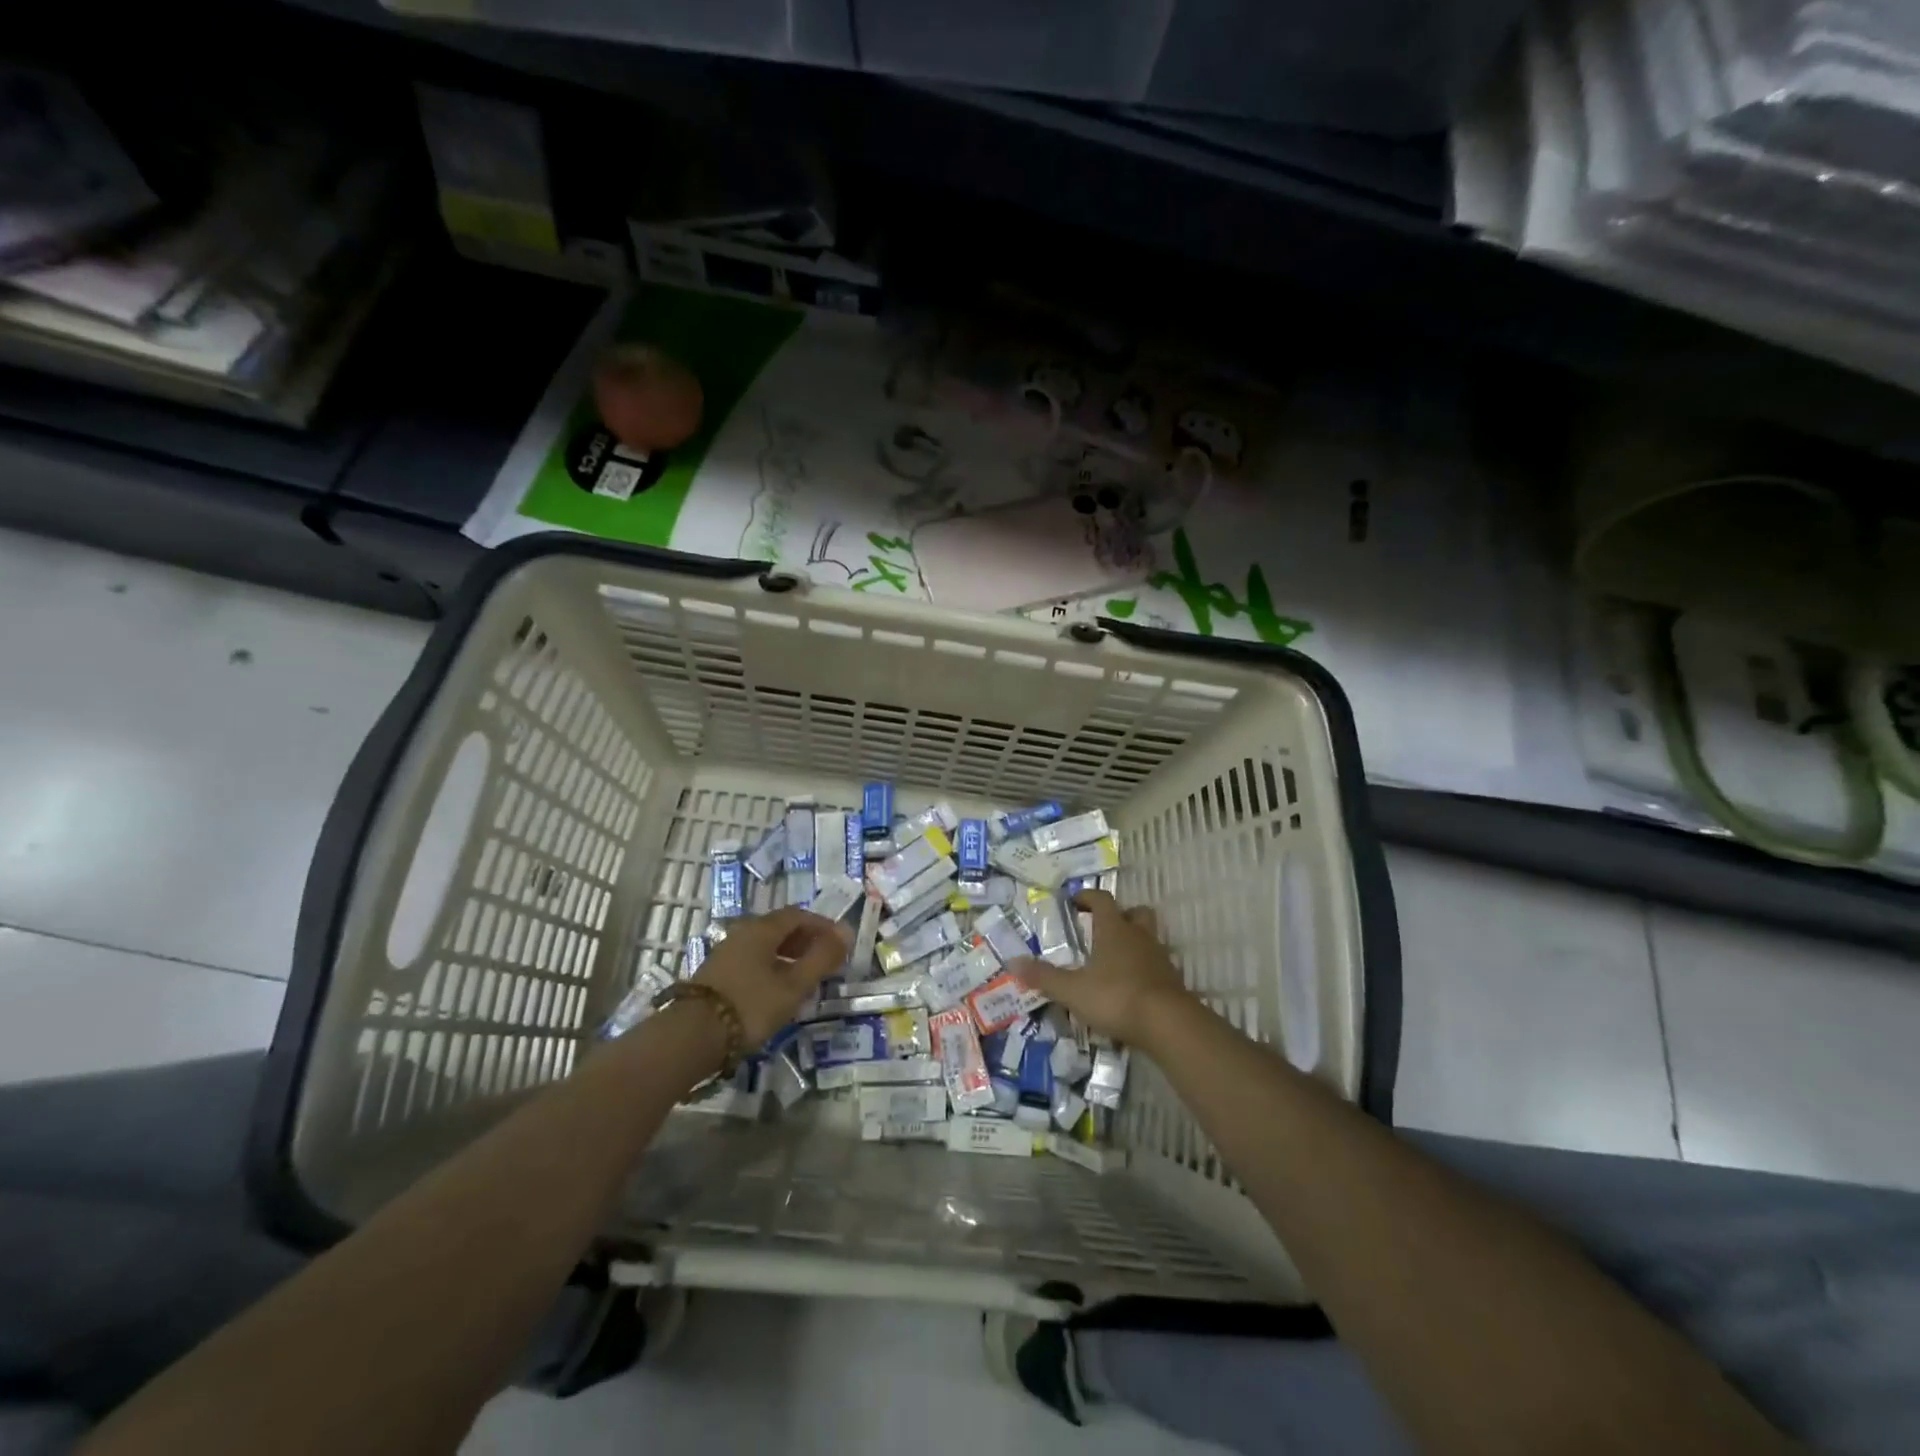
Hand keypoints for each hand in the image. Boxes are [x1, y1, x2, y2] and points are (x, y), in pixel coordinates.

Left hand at [693, 908, 851, 1044]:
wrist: (691, 1037)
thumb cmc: (750, 1006)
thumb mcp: (794, 985)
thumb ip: (822, 958)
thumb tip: (846, 932)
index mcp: (762, 929)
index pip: (799, 914)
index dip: (822, 926)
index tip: (840, 944)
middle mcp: (743, 932)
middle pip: (781, 928)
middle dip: (807, 940)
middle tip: (826, 961)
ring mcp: (726, 952)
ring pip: (766, 945)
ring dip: (789, 955)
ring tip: (805, 978)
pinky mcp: (717, 973)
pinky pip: (753, 960)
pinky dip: (772, 967)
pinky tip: (778, 990)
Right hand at [1009, 891, 1192, 1050]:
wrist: (1168, 1024)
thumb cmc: (1116, 997)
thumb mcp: (1072, 990)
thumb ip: (1043, 977)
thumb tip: (1013, 962)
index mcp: (1114, 929)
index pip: (1102, 900)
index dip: (1088, 897)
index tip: (1074, 901)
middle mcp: (1139, 936)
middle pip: (1135, 913)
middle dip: (1120, 916)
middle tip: (1102, 928)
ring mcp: (1159, 957)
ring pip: (1148, 938)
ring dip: (1134, 942)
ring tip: (1114, 960)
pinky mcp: (1172, 980)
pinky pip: (1156, 964)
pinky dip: (1144, 969)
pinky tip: (1131, 986)